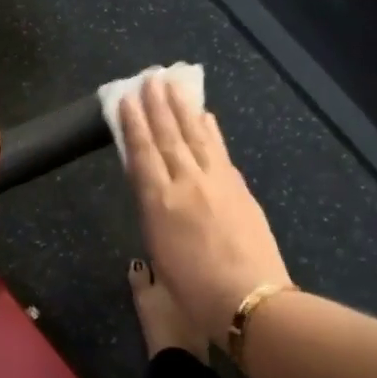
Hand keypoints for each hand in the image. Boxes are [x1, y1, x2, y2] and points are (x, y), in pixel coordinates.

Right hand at [120, 75, 290, 341]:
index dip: (133, 124)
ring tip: (174, 85)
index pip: (142, 153)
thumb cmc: (193, 292)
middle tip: (150, 77)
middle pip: (168, 136)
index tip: (127, 99)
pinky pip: (219, 151)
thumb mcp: (158, 256)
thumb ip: (153, 218)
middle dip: (157, 105)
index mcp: (158, 202)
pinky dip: (210, 131)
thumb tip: (153, 194)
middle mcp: (185, 183)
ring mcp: (216, 182)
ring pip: (195, 136)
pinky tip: (206, 117)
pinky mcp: (239, 187)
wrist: (249, 300)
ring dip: (183, 108)